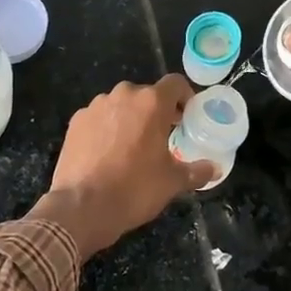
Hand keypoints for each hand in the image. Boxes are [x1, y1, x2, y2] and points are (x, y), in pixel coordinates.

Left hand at [34, 75, 216, 258]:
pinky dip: (107, 128)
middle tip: (162, 136)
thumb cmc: (135, 189)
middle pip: (147, 94)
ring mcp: (96, 106)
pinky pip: (99, 117)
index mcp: (151, 103)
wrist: (82, 207)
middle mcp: (123, 95)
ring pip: (121, 105)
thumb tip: (214, 169)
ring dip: (130, 118)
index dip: (185, 97)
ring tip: (132, 147)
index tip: (187, 117)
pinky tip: (107, 153)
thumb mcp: (172, 182)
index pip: (175, 83)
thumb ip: (196, 171)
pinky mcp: (76, 121)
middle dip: (157, 111)